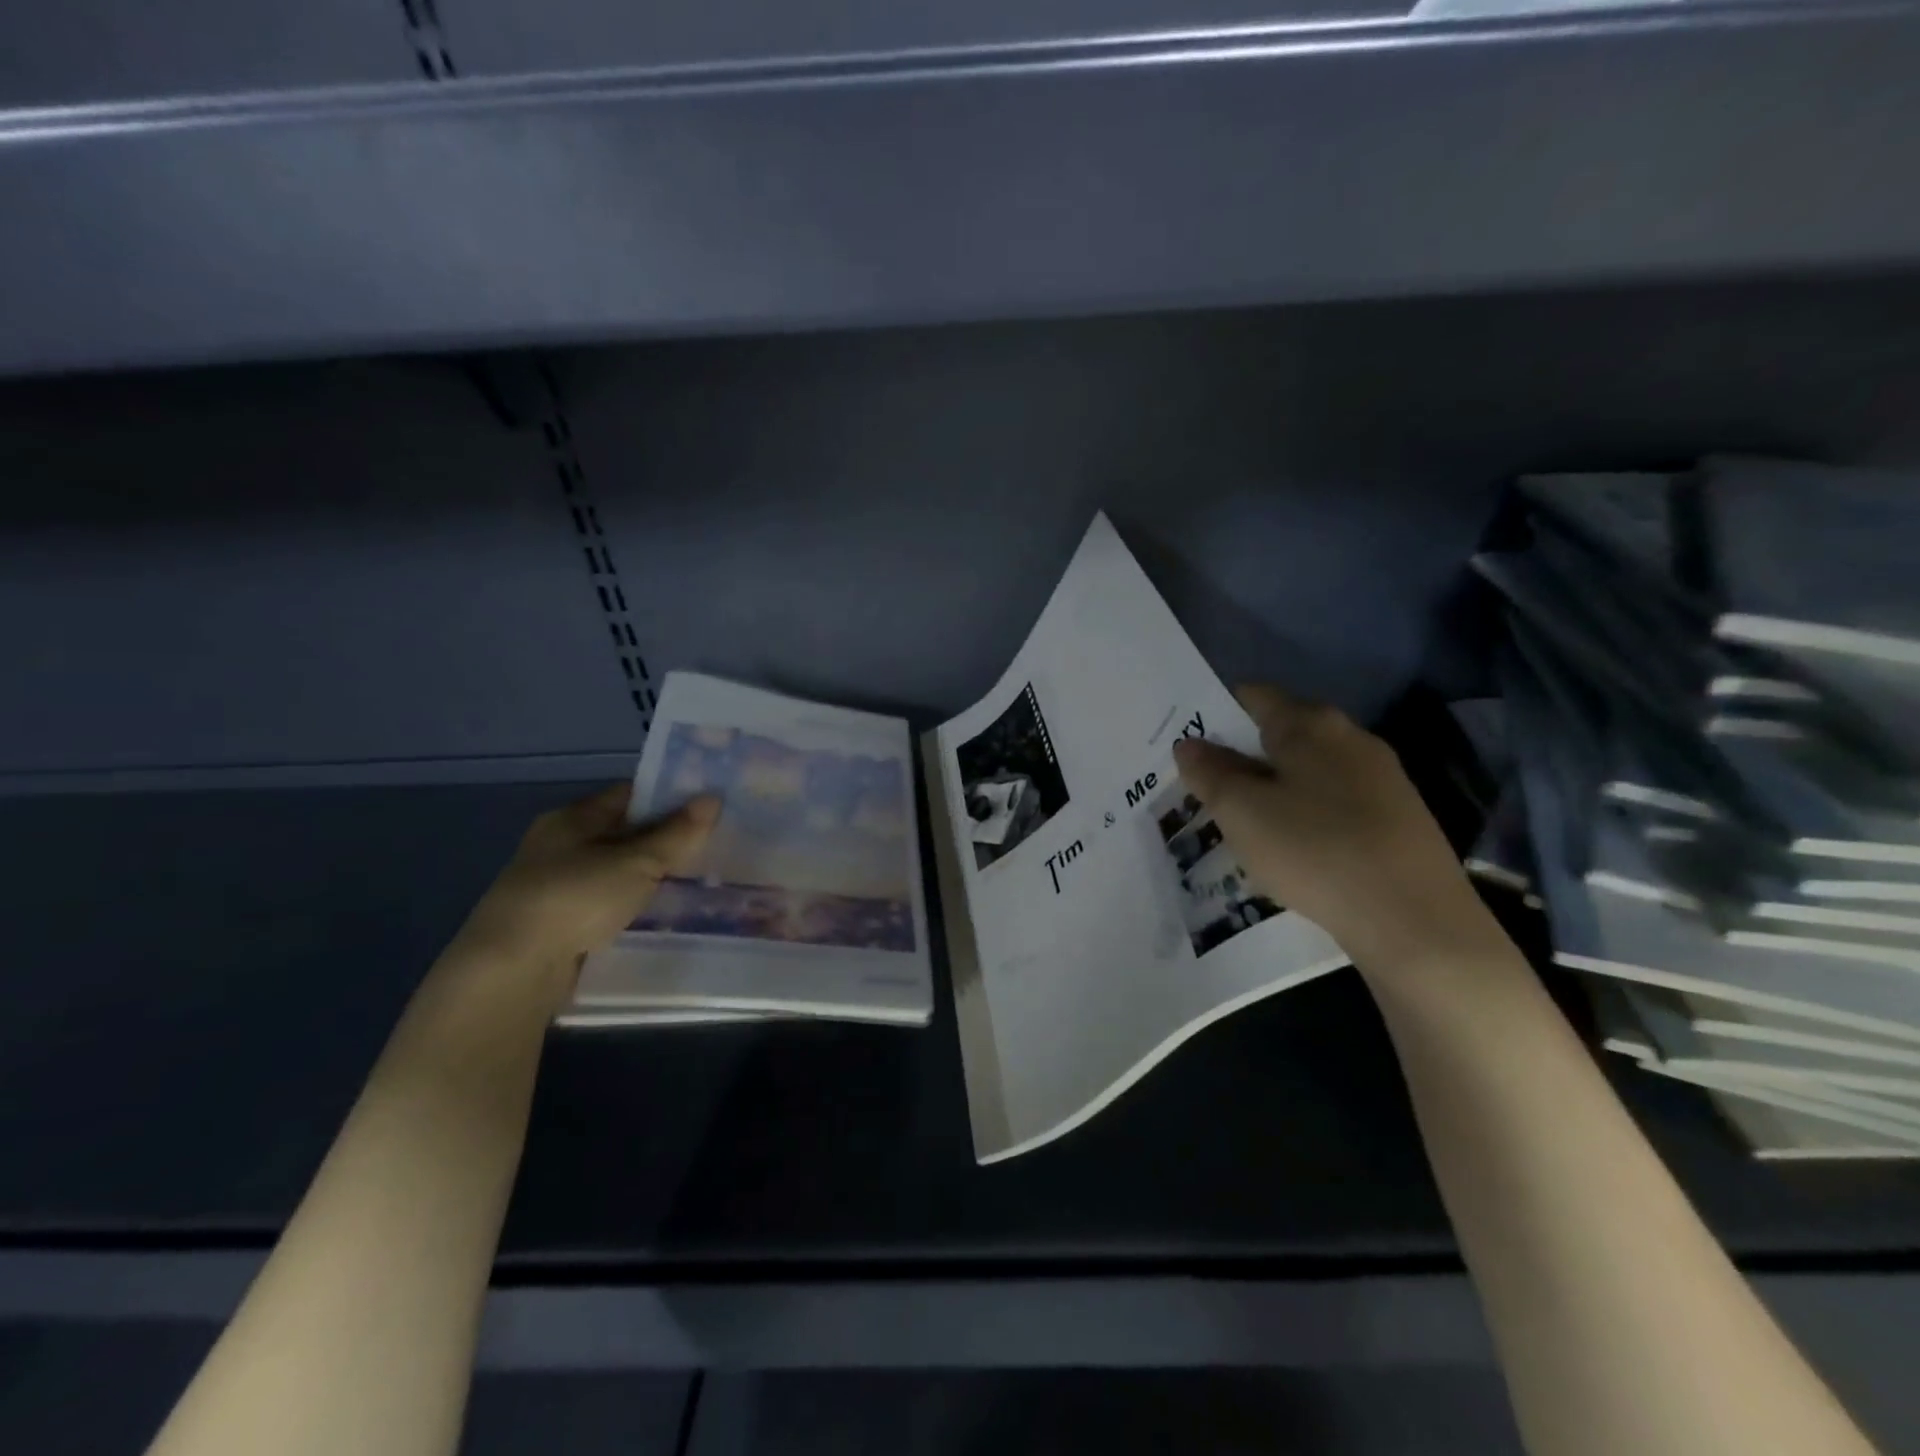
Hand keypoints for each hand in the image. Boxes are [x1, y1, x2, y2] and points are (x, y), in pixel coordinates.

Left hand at [450, 785, 717, 987]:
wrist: (513, 970)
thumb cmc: (576, 898)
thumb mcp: (637, 862)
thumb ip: (676, 833)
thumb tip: (713, 798)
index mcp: (572, 818)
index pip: (628, 795)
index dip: (668, 797)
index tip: (707, 807)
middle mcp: (559, 845)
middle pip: (622, 833)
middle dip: (663, 840)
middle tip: (710, 845)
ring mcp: (555, 886)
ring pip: (614, 871)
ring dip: (648, 876)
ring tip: (695, 881)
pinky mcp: (557, 924)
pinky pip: (605, 903)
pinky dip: (631, 904)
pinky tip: (659, 914)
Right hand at [1172, 686, 1493, 973]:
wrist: (1414, 919)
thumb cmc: (1314, 850)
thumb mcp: (1242, 812)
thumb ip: (1210, 772)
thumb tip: (1188, 744)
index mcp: (1310, 724)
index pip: (1252, 696)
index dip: (1215, 713)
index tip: (1187, 745)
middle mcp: (1350, 737)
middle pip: (1282, 733)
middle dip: (1241, 755)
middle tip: (1204, 787)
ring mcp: (1381, 777)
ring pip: (1308, 770)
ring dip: (1273, 787)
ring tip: (1241, 822)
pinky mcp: (1397, 817)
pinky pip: (1333, 801)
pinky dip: (1304, 813)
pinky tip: (1291, 848)